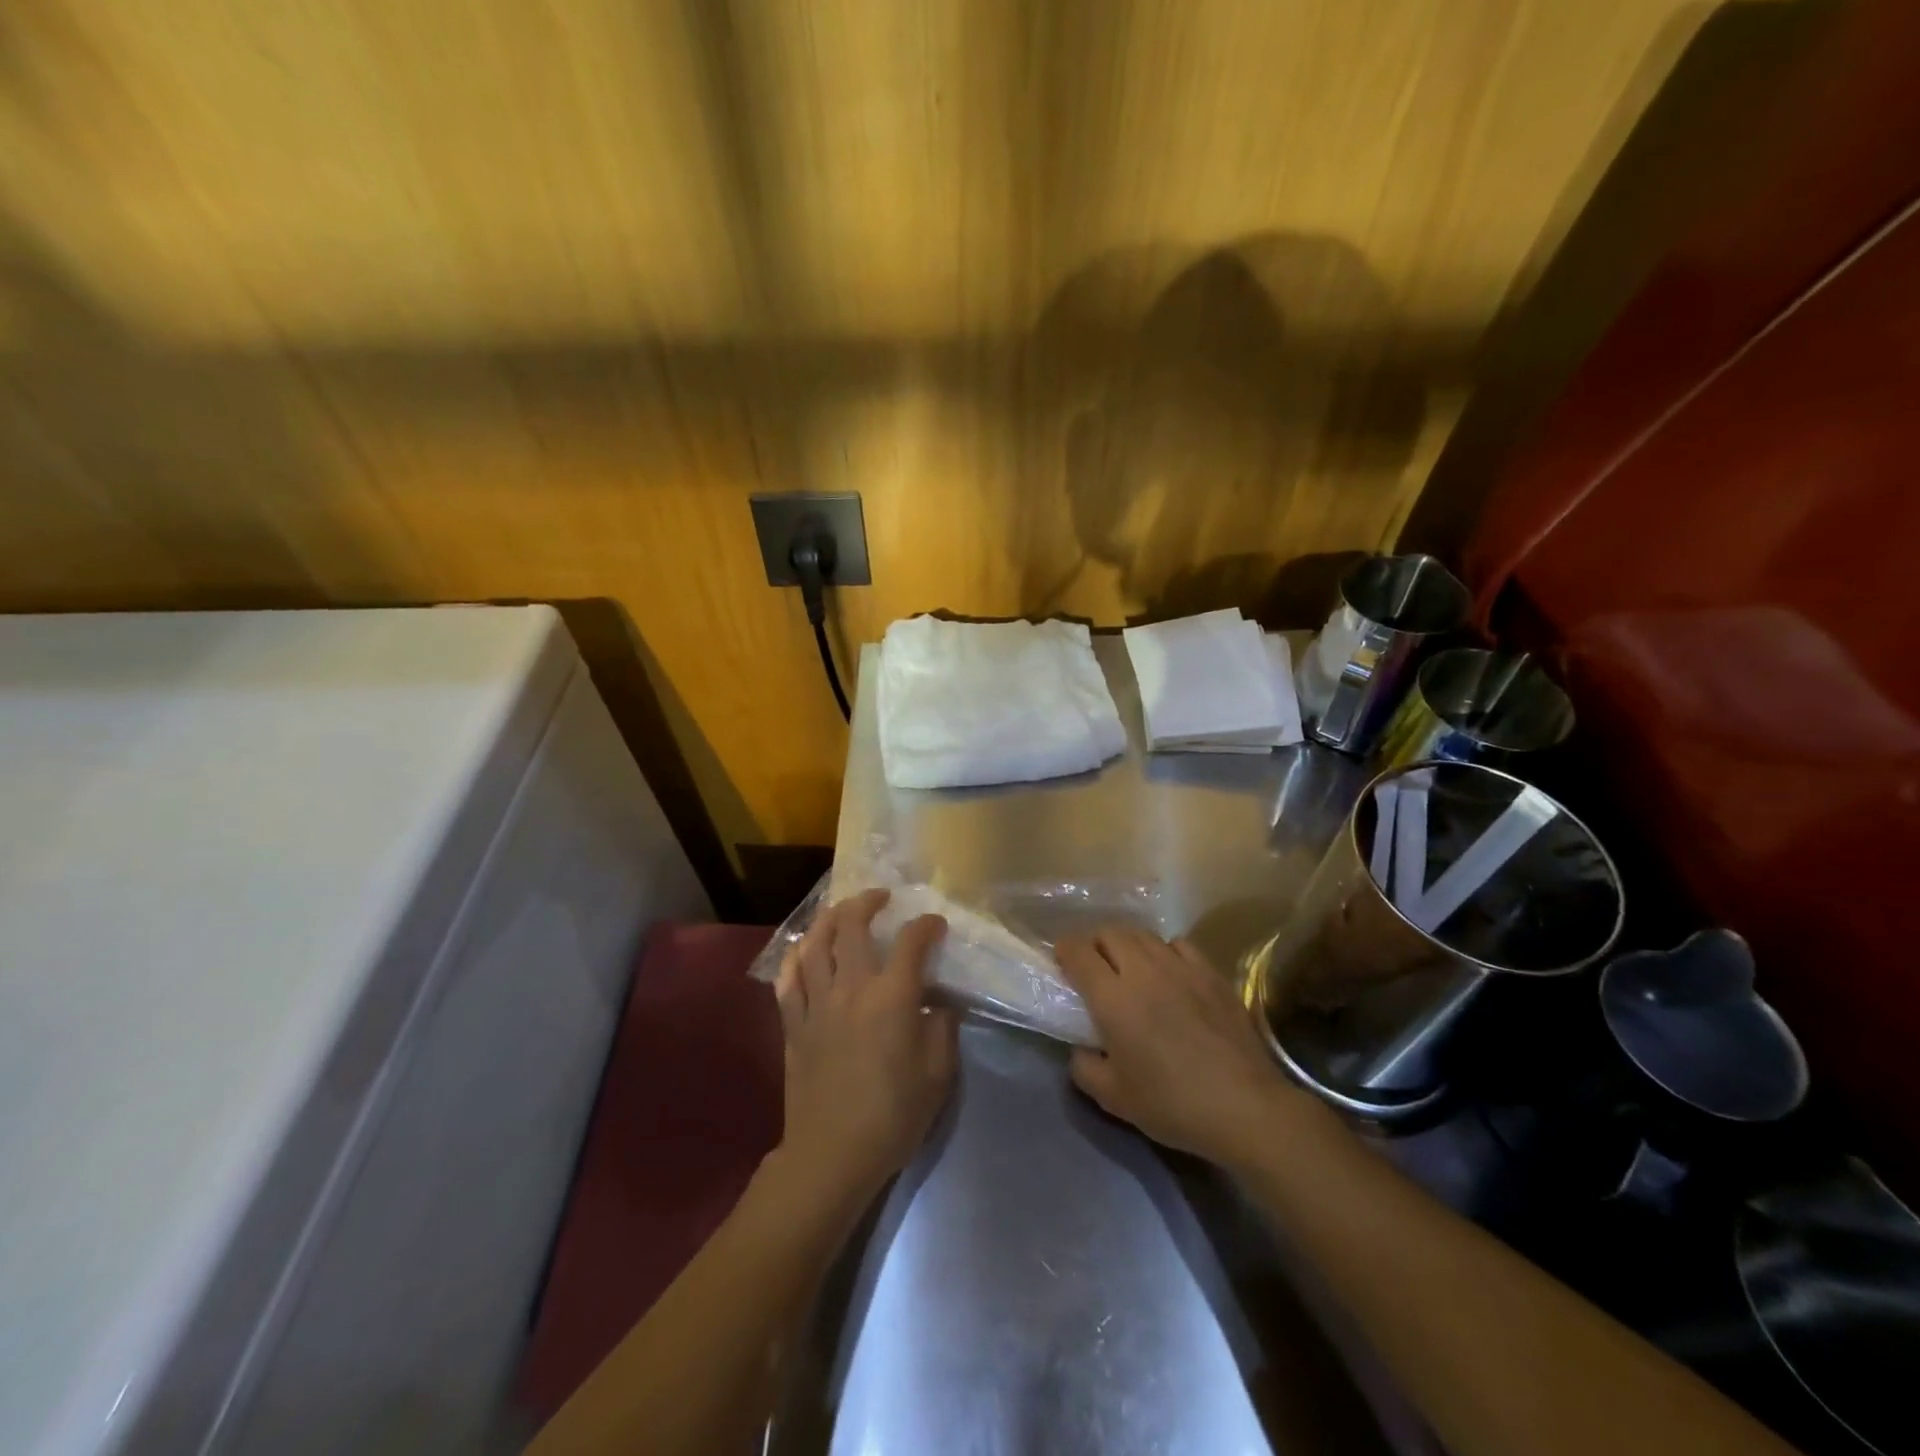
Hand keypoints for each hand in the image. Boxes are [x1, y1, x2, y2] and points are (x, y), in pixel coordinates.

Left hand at [773, 889, 957, 1212]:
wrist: (832, 1154)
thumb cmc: (893, 1115)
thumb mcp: (938, 1075)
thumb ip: (942, 1029)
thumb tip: (938, 1003)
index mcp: (892, 997)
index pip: (911, 943)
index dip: (926, 926)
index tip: (935, 924)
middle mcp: (852, 988)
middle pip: (853, 927)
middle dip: (868, 902)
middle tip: (880, 897)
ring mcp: (817, 1003)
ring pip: (815, 944)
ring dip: (828, 919)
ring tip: (840, 912)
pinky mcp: (793, 1024)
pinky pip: (788, 980)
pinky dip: (795, 958)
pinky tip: (803, 950)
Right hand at [1054, 924, 1299, 1169]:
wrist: (1244, 1107)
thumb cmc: (1172, 1104)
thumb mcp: (1113, 1098)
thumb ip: (1085, 1067)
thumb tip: (1081, 1047)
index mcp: (1112, 998)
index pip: (1078, 951)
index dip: (1064, 950)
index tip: (1062, 962)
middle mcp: (1142, 970)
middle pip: (1109, 933)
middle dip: (1095, 944)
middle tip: (1094, 968)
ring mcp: (1180, 966)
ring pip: (1143, 934)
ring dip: (1127, 944)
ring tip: (1129, 967)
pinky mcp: (1211, 972)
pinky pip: (1178, 944)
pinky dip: (1164, 951)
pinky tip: (1169, 972)